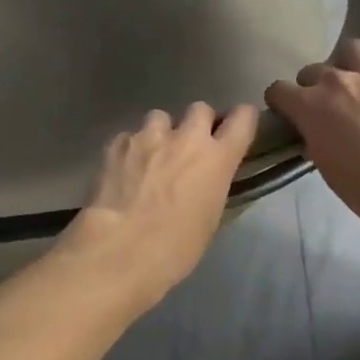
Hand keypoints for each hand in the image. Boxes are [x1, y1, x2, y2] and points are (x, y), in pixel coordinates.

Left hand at [59, 102, 259, 308]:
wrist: (118, 250)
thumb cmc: (174, 248)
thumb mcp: (209, 221)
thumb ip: (213, 188)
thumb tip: (207, 181)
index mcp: (217, 159)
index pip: (242, 118)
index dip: (242, 119)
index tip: (236, 129)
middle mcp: (186, 138)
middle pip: (200, 109)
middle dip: (198, 123)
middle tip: (190, 148)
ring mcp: (148, 137)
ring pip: (160, 117)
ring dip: (161, 132)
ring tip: (152, 156)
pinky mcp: (117, 144)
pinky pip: (130, 136)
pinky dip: (131, 148)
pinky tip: (125, 169)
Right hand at [266, 23, 359, 231]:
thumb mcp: (326, 168)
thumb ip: (315, 139)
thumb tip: (314, 130)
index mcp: (310, 106)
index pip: (279, 90)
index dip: (280, 101)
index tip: (285, 111)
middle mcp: (337, 81)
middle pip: (313, 70)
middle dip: (313, 84)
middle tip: (324, 102)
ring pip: (351, 49)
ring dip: (346, 60)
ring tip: (353, 73)